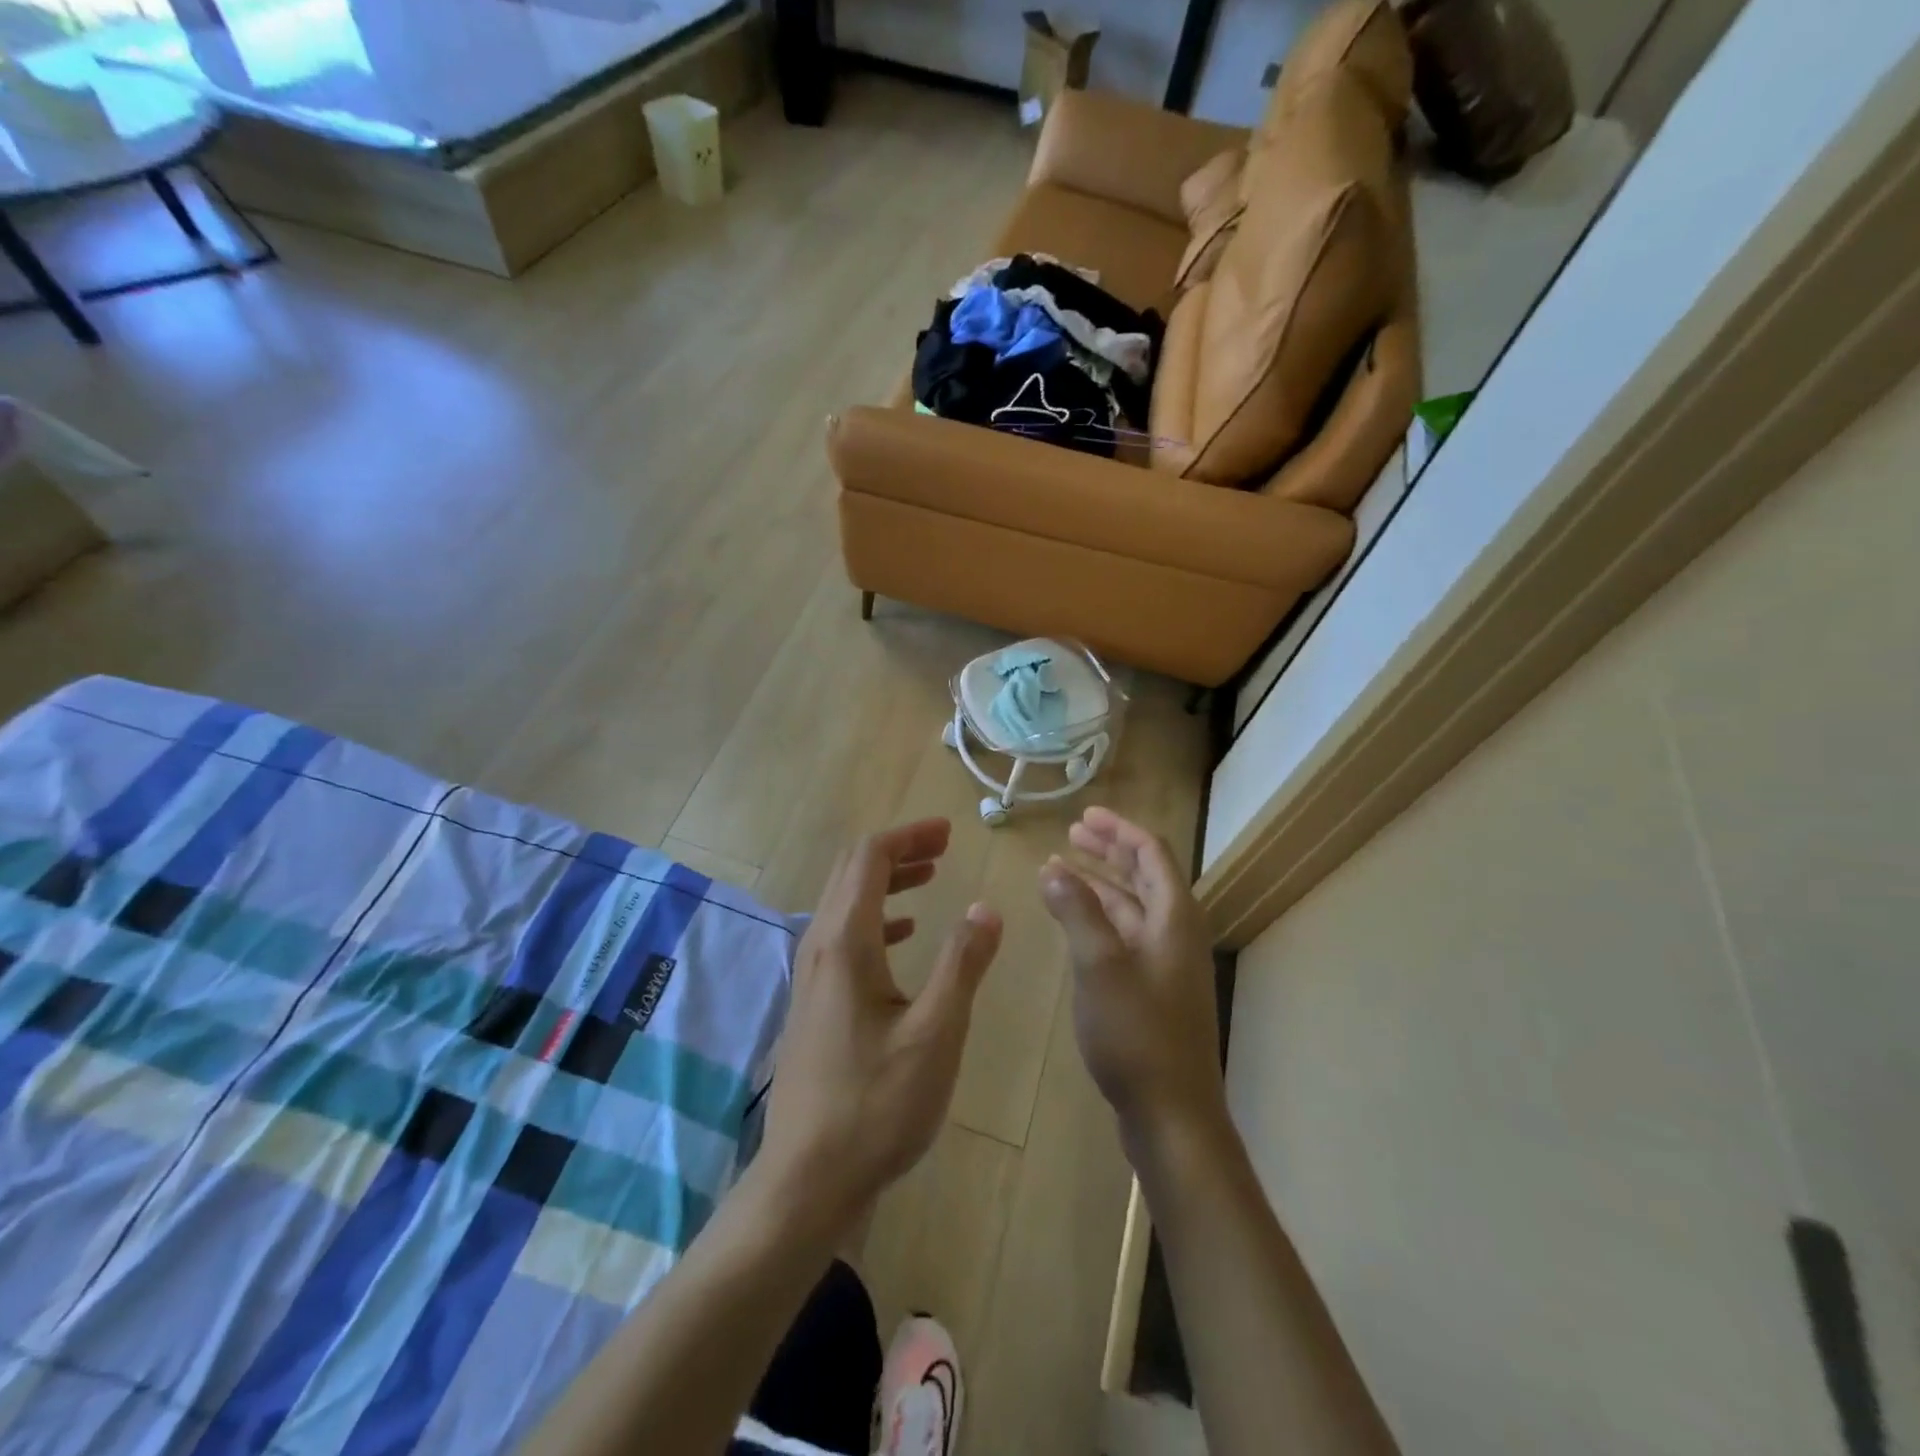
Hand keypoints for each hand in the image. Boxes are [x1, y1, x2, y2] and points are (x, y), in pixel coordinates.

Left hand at [760, 819, 1002, 1226]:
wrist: (808, 1178)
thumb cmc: (877, 1104)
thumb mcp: (936, 1033)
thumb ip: (962, 964)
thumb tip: (985, 908)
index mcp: (846, 943)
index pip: (869, 859)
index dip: (908, 836)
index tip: (949, 832)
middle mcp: (821, 947)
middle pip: (853, 873)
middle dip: (899, 851)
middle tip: (943, 846)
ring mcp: (813, 976)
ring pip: (848, 903)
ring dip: (888, 882)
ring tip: (932, 878)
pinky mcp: (816, 1002)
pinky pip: (846, 936)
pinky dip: (879, 919)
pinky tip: (907, 936)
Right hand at [1039, 807, 1225, 1143]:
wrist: (1172, 1114)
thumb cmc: (1137, 1033)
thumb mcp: (1099, 965)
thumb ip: (1076, 911)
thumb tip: (1054, 868)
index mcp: (1173, 917)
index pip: (1151, 853)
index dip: (1118, 830)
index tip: (1084, 815)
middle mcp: (1175, 932)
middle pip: (1144, 875)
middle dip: (1107, 851)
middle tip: (1070, 835)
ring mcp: (1165, 963)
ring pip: (1131, 907)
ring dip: (1099, 884)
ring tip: (1059, 869)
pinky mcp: (1152, 990)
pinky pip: (1124, 935)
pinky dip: (1098, 918)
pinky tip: (1072, 921)